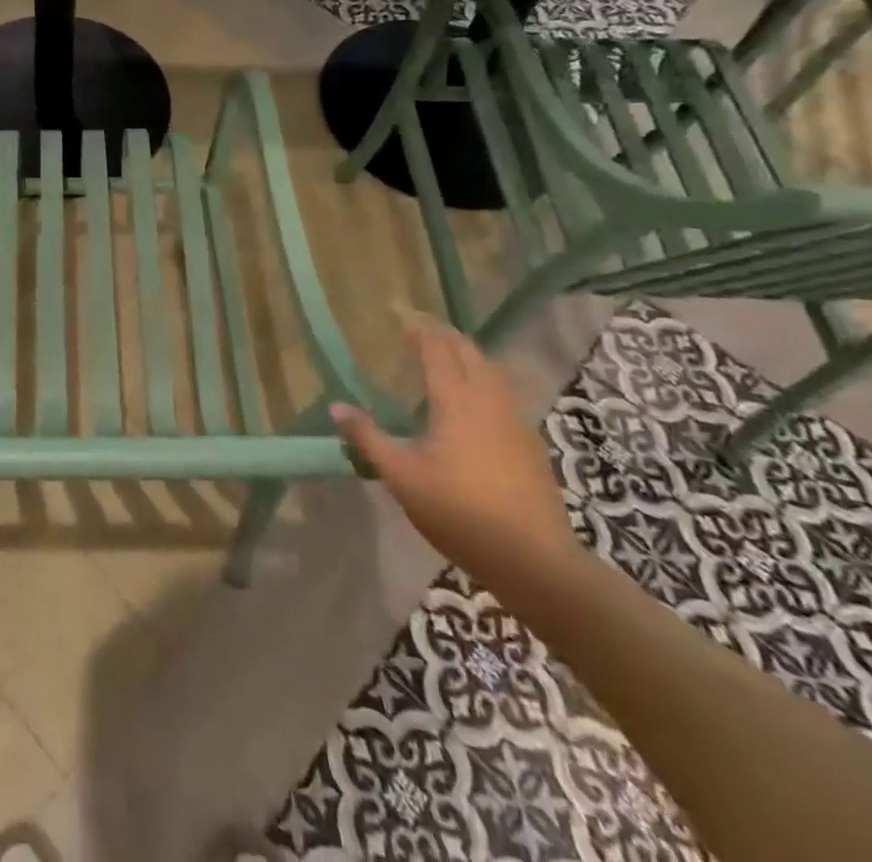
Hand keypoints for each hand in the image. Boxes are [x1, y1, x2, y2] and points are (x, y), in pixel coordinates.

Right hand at [333, 313, 576, 584]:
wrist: (535, 561)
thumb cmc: (460, 512)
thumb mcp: (401, 476)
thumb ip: (368, 438)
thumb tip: (336, 406)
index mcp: (456, 400)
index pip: (436, 347)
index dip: (416, 325)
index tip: (396, 310)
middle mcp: (488, 400)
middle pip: (469, 351)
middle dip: (443, 334)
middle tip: (417, 328)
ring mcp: (515, 422)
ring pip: (491, 371)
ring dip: (467, 354)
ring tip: (445, 356)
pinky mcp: (529, 444)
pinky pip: (503, 394)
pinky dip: (483, 380)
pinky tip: (473, 402)